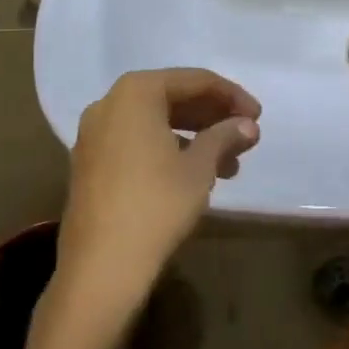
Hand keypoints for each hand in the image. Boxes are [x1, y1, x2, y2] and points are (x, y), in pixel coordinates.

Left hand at [49, 68, 260, 330]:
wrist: (102, 267)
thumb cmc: (156, 204)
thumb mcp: (200, 167)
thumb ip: (225, 137)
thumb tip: (248, 125)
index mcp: (136, 93)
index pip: (194, 81)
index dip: (231, 96)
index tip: (258, 116)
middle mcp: (109, 104)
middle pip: (172, 98)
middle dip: (212, 116)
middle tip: (245, 135)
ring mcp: (94, 135)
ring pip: (155, 122)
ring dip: (194, 136)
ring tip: (229, 164)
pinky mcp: (90, 164)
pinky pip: (137, 142)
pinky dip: (168, 149)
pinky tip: (195, 174)